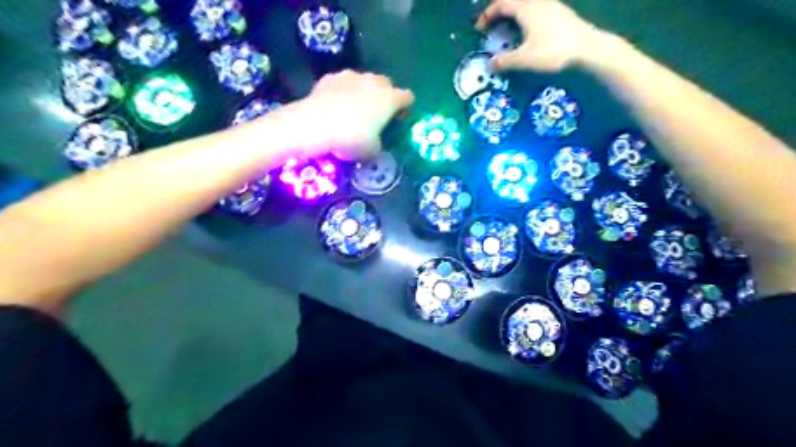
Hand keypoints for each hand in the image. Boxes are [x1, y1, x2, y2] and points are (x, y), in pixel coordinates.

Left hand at [279, 70, 416, 159]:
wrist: (314, 125)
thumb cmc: (351, 139)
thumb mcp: (372, 150)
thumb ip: (379, 144)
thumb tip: (376, 143)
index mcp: (390, 99)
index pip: (408, 98)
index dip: (405, 109)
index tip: (398, 120)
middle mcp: (374, 82)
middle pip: (387, 85)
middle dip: (385, 97)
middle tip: (377, 115)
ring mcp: (351, 75)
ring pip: (364, 81)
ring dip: (363, 92)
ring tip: (354, 110)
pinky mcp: (331, 76)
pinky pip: (343, 83)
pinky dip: (343, 92)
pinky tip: (335, 106)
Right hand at [478, 0, 604, 70]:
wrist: (589, 50)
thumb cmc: (553, 52)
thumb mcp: (525, 59)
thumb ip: (505, 61)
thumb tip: (489, 64)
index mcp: (527, 8)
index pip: (501, 4)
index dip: (487, 15)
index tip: (478, 28)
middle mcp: (538, 3)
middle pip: (513, 2)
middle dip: (499, 12)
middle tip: (490, 27)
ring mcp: (551, 6)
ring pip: (526, 5)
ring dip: (513, 15)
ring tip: (506, 31)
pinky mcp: (560, 14)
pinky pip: (536, 10)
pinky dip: (524, 18)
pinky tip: (526, 33)